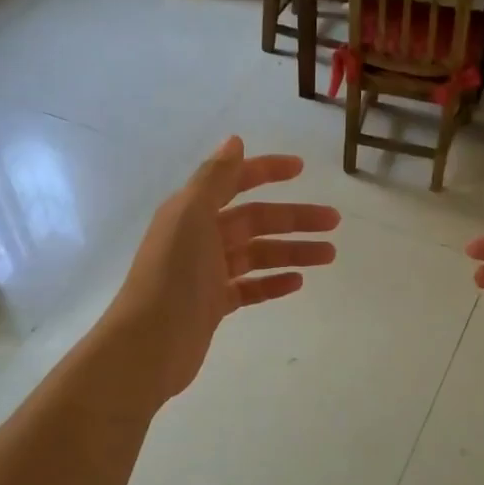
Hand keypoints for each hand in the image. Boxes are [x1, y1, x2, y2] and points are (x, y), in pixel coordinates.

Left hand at [106, 136, 339, 403]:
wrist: (149, 343)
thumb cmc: (172, 275)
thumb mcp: (191, 216)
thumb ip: (214, 178)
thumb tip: (234, 141)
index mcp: (192, 212)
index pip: (234, 182)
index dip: (266, 171)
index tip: (302, 169)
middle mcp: (199, 238)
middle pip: (255, 221)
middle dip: (294, 219)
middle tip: (334, 222)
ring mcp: (206, 274)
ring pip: (257, 255)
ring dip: (292, 251)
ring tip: (328, 255)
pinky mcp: (213, 305)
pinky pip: (249, 287)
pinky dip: (273, 282)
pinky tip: (298, 282)